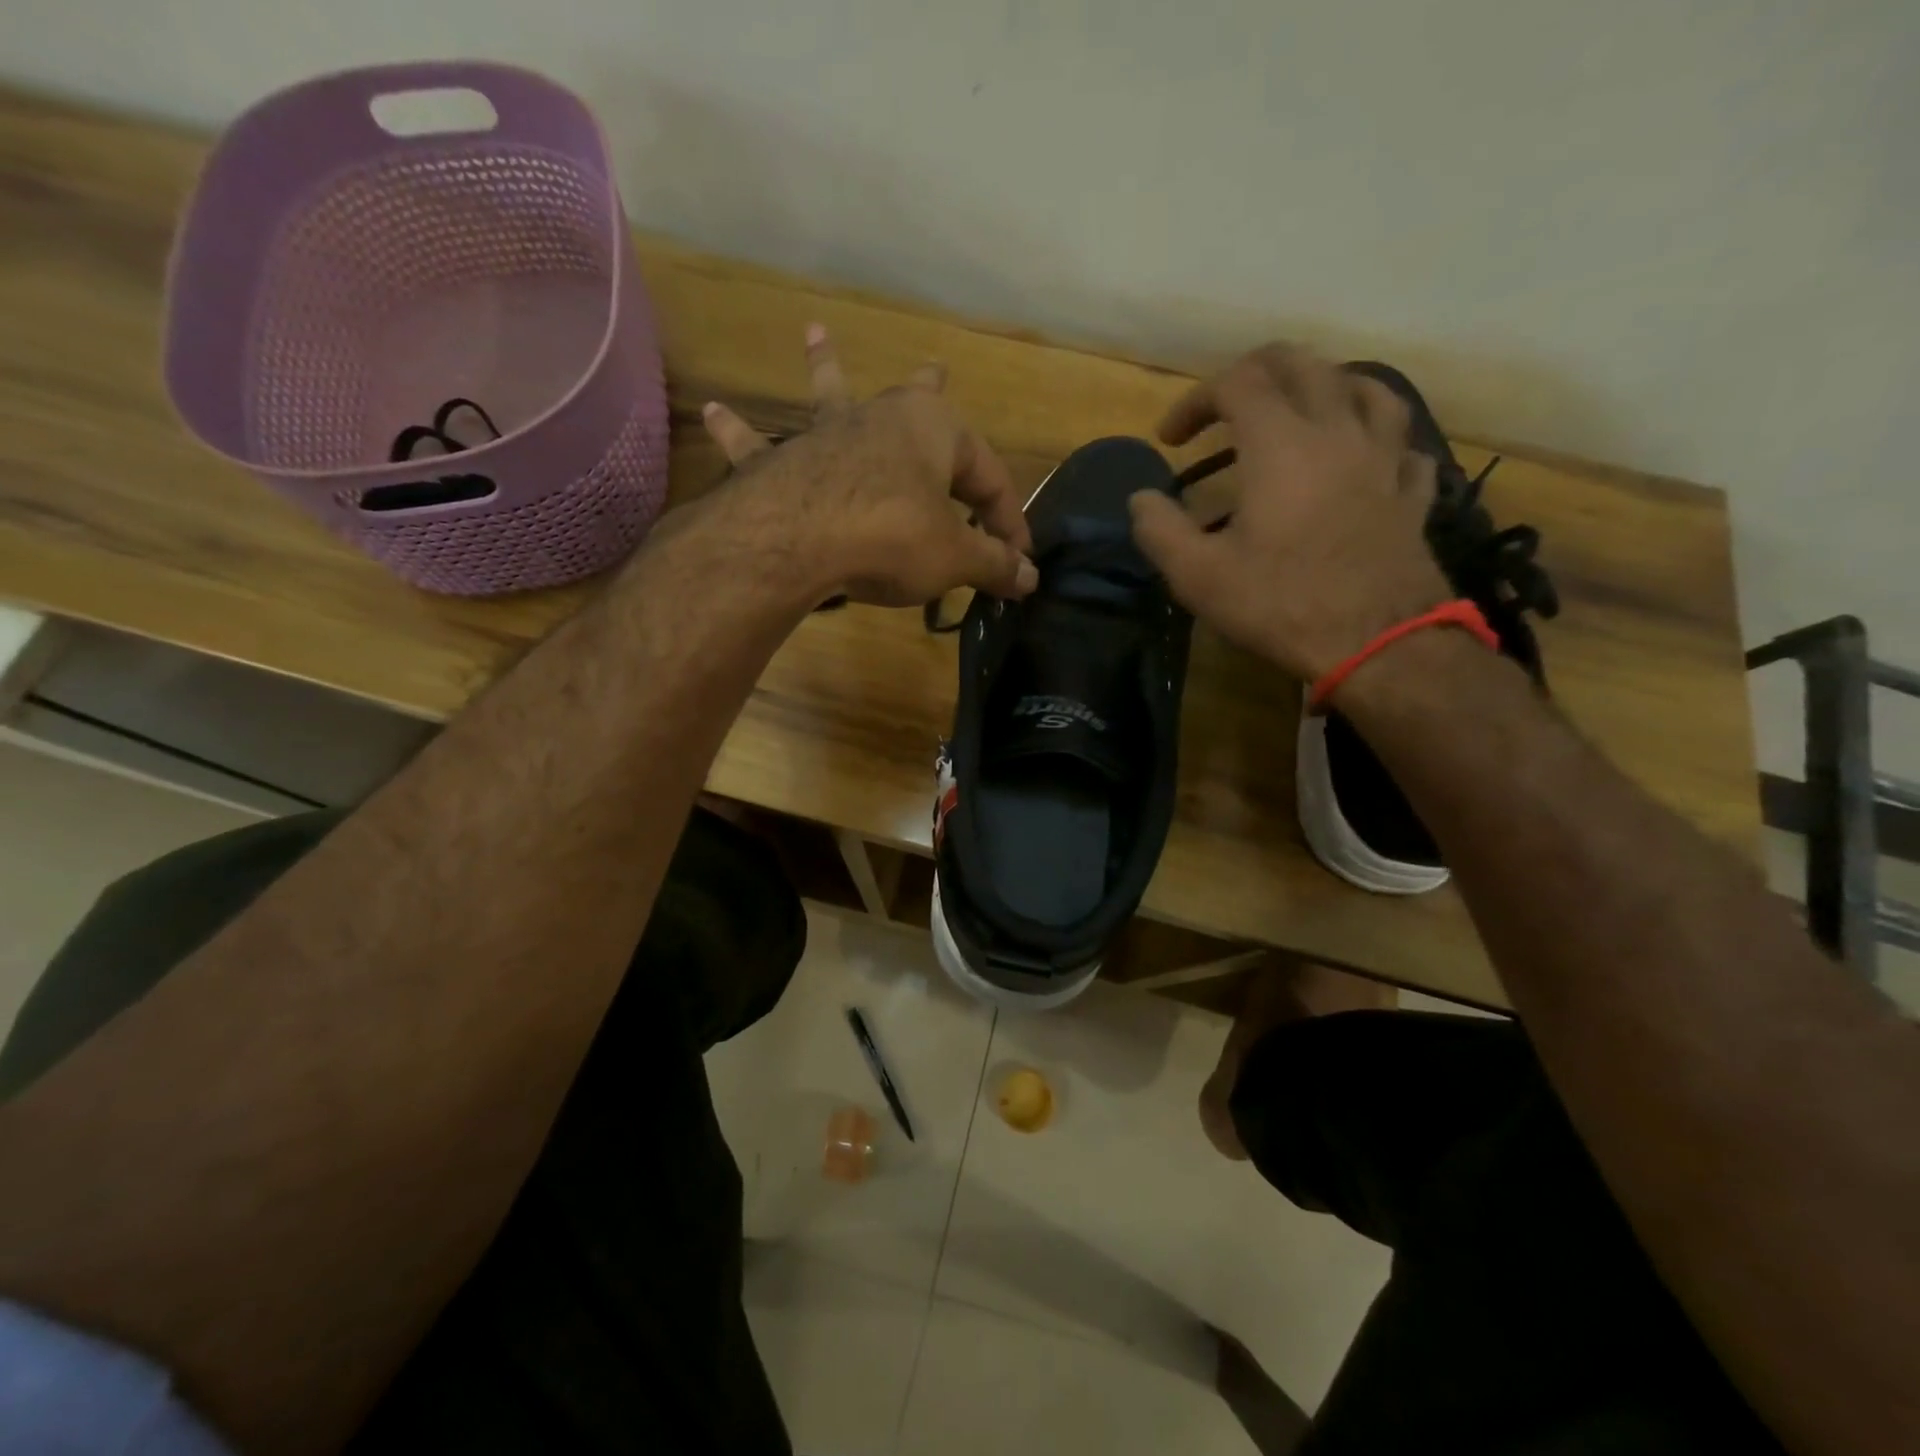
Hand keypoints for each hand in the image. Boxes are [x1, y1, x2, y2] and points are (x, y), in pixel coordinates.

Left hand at [701, 326, 1036, 607]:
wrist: (797, 541)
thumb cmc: (891, 536)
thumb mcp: (954, 557)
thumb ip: (993, 564)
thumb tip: (1031, 578)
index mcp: (934, 430)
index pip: (989, 478)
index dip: (1008, 522)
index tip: (1018, 562)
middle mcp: (880, 417)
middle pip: (915, 401)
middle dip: (931, 387)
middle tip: (938, 367)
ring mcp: (825, 435)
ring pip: (831, 397)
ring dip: (826, 370)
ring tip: (814, 336)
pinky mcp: (780, 464)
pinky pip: (756, 447)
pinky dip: (737, 433)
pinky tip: (713, 413)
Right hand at [1128, 345, 1451, 681]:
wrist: (1377, 642)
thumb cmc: (1280, 604)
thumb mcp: (1198, 576)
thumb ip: (1160, 530)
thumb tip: (1140, 500)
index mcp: (1281, 443)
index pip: (1237, 383)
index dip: (1195, 401)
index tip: (1171, 440)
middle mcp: (1337, 431)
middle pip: (1302, 364)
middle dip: (1255, 372)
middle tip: (1227, 405)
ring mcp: (1384, 458)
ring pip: (1365, 387)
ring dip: (1324, 387)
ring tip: (1301, 412)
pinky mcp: (1411, 491)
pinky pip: (1401, 444)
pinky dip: (1375, 441)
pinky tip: (1363, 460)